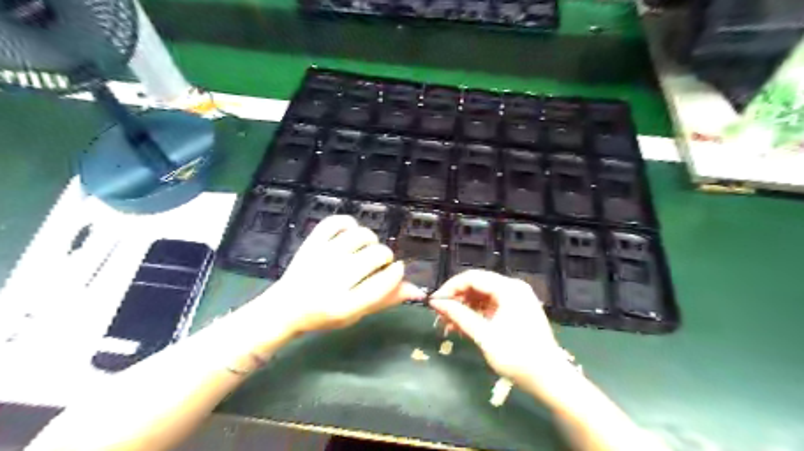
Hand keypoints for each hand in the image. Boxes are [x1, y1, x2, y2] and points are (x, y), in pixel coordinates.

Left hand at [269, 215, 422, 333]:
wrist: (286, 307)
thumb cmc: (326, 314)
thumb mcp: (357, 314)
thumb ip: (386, 299)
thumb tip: (418, 290)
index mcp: (345, 305)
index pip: (383, 283)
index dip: (396, 273)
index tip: (397, 269)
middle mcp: (334, 280)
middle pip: (376, 255)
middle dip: (385, 257)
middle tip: (377, 263)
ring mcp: (321, 258)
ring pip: (361, 235)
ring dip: (370, 240)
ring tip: (364, 249)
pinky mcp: (311, 243)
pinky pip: (336, 221)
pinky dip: (348, 223)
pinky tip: (349, 234)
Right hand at [429, 269, 567, 389]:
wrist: (550, 379)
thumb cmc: (517, 356)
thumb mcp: (484, 335)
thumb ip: (459, 315)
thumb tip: (436, 303)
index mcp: (509, 289)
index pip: (472, 277)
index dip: (450, 288)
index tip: (434, 303)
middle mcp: (513, 288)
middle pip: (477, 285)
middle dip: (456, 299)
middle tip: (439, 315)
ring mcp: (516, 299)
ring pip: (482, 296)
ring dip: (464, 308)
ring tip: (448, 324)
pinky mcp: (516, 311)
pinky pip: (490, 306)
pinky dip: (475, 314)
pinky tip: (462, 327)